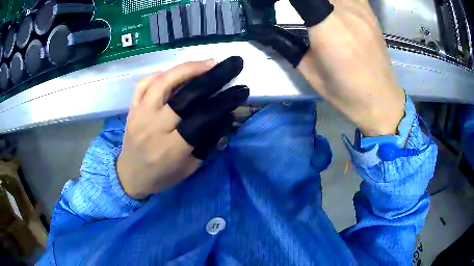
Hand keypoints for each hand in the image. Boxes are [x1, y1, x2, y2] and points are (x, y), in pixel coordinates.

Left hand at [117, 57, 248, 198]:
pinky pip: (144, 83)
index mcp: (172, 148)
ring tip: (207, 63)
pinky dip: (161, 73)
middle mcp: (154, 127)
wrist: (130, 176)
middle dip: (210, 76)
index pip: (202, 118)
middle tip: (227, 65)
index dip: (224, 101)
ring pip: (162, 82)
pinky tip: (176, 73)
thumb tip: (226, 115)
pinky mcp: (131, 108)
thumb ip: (208, 142)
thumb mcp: (190, 167)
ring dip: (187, 68)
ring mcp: (140, 115)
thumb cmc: (162, 176)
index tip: (241, 90)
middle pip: (184, 95)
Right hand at [252, 0, 404, 135]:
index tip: (277, 6)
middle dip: (305, 2)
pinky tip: (334, 7)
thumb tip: (266, 32)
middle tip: (300, 11)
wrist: (381, 99)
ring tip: (316, 10)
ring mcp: (360, 9)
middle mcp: (346, 12)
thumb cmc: (346, 93)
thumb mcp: (310, 72)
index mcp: (328, 29)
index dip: (289, 0)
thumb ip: (288, 45)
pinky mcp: (369, 11)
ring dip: (321, 1)